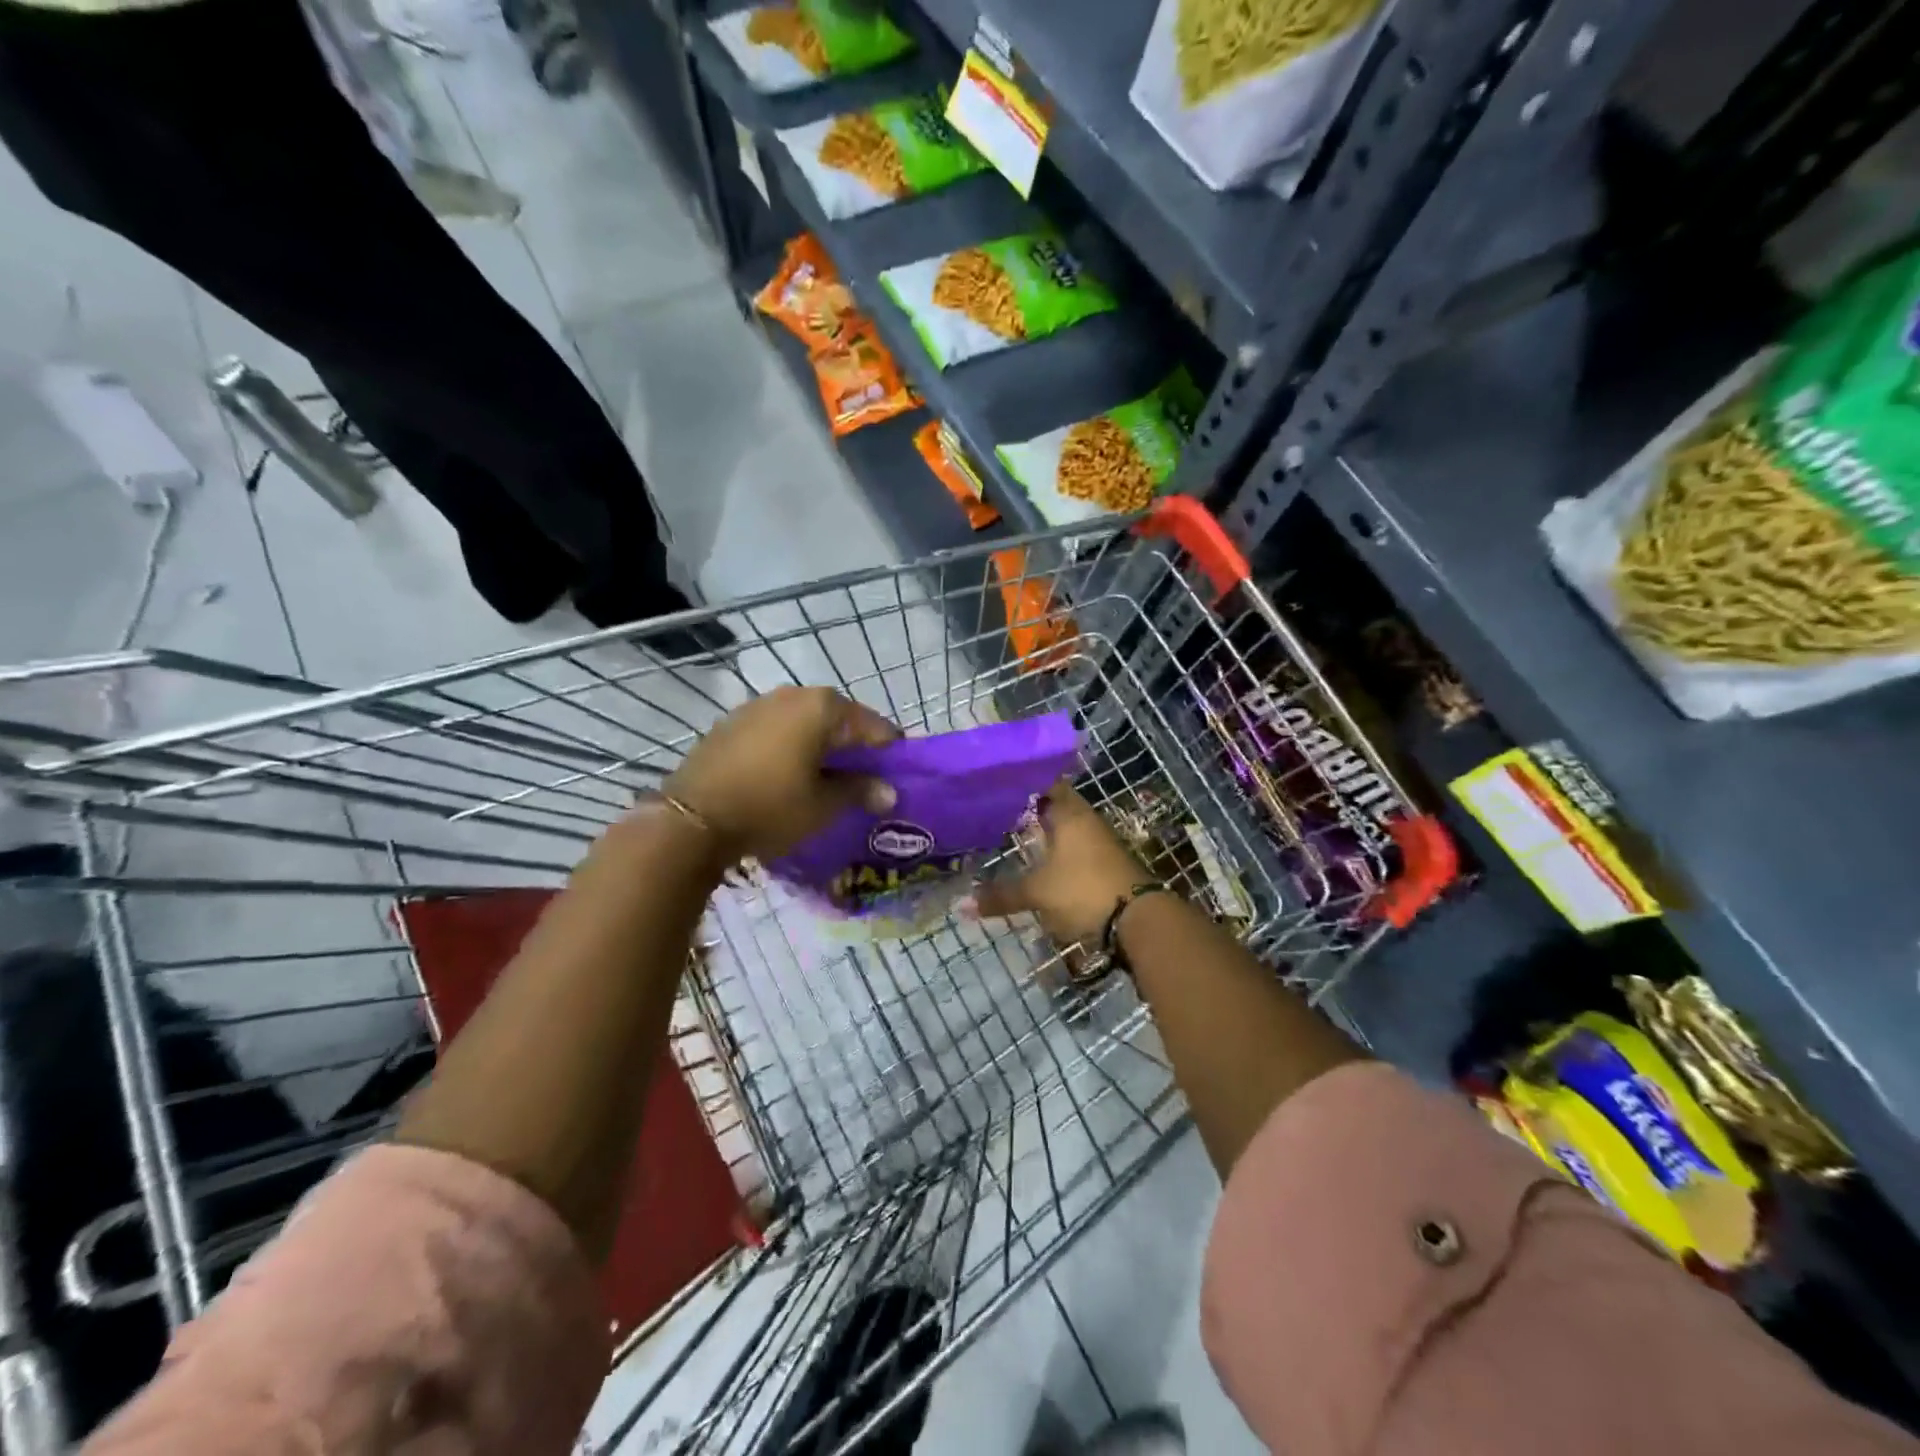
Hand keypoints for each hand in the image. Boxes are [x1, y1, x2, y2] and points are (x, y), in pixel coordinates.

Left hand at [665, 687, 898, 862]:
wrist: (692, 820)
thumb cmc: (770, 807)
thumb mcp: (824, 806)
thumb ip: (861, 791)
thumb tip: (889, 792)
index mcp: (823, 707)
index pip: (874, 726)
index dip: (889, 754)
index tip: (895, 780)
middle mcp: (793, 694)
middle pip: (840, 720)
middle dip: (855, 749)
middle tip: (863, 783)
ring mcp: (758, 705)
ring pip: (807, 724)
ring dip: (822, 747)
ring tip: (827, 781)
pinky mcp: (733, 722)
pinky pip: (777, 730)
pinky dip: (792, 748)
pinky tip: (789, 776)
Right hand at [972, 781, 1147, 943]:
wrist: (1139, 919)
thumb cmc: (1083, 890)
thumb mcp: (1037, 893)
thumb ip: (1001, 895)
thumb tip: (962, 906)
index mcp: (1069, 813)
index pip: (1044, 782)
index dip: (1022, 781)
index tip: (996, 783)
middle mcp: (1085, 820)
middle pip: (1055, 804)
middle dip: (1028, 808)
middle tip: (996, 810)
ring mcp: (1099, 841)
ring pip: (1065, 827)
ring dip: (1044, 831)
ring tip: (1012, 834)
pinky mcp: (1105, 863)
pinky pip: (1074, 847)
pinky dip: (1055, 850)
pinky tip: (1039, 861)